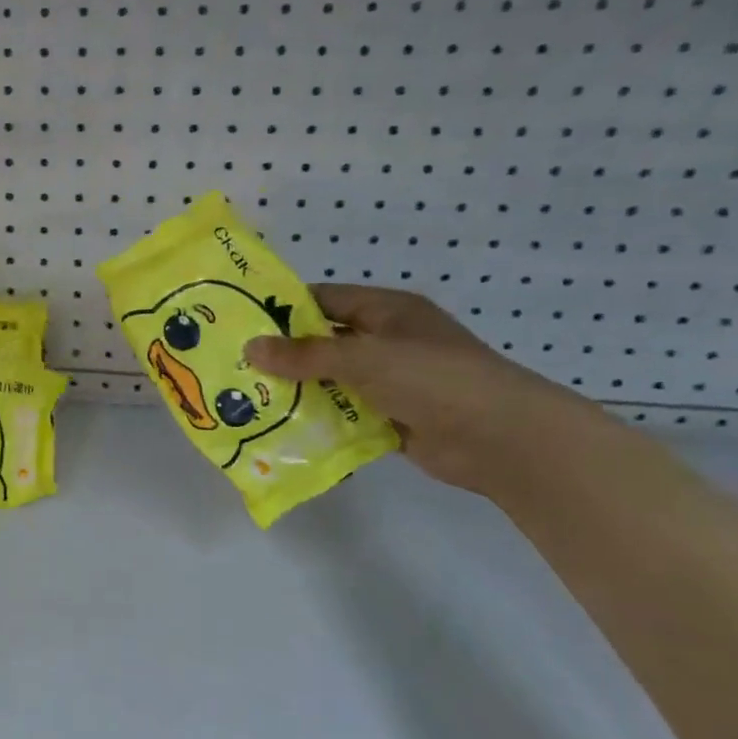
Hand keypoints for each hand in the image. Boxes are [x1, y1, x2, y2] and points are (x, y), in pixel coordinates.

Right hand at [244, 285, 598, 495]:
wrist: (502, 438)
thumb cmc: (433, 378)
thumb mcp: (364, 357)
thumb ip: (305, 354)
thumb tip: (250, 347)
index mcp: (384, 311)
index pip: (322, 300)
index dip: (282, 309)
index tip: (240, 322)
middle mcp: (385, 341)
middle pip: (323, 342)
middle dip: (283, 354)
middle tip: (235, 365)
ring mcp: (390, 380)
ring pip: (331, 380)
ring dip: (298, 390)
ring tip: (248, 398)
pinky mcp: (392, 416)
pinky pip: (345, 413)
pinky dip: (320, 419)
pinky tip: (283, 428)